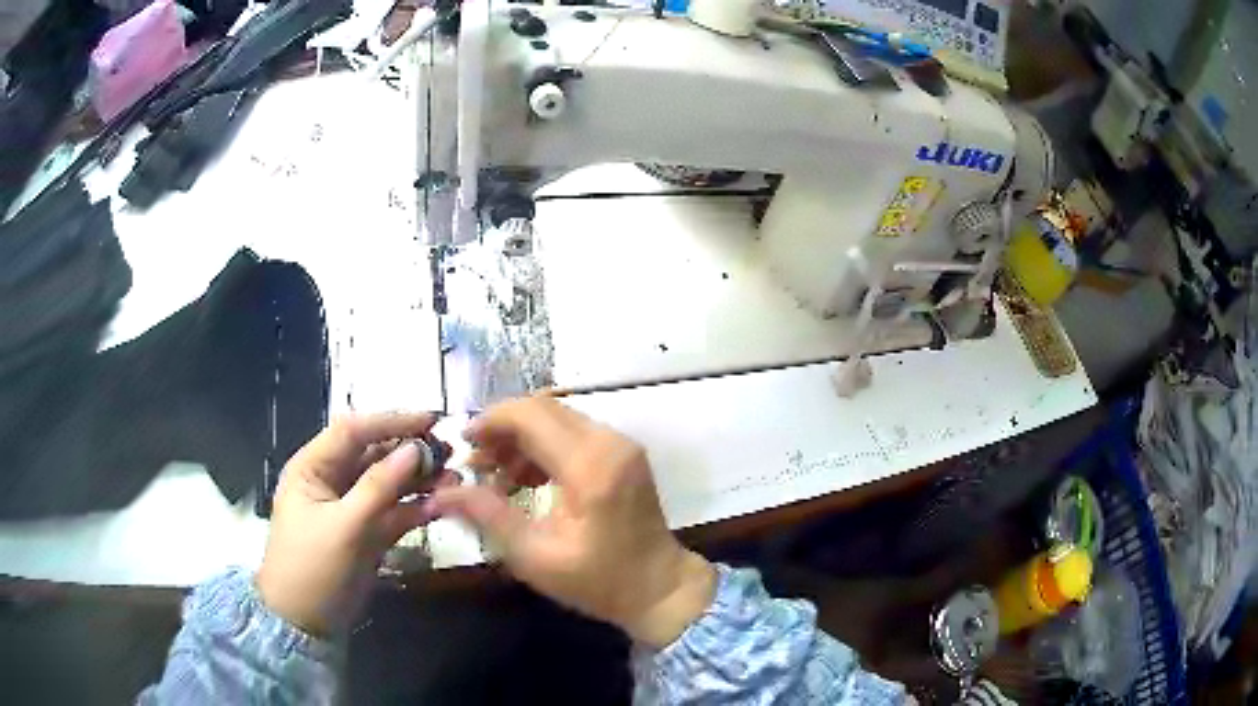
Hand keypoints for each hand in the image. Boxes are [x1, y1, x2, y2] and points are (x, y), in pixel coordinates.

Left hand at [256, 412, 442, 635]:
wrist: (305, 623)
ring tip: (454, 478)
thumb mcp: (344, 527)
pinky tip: (441, 506)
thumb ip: (379, 487)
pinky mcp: (367, 533)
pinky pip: (394, 511)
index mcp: (313, 467)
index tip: (432, 420)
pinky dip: (416, 508)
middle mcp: (332, 480)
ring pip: (388, 482)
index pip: (353, 431)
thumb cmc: (313, 568)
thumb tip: (415, 450)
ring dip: (419, 479)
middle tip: (450, 451)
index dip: (391, 422)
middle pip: (374, 454)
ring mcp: (351, 508)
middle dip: (410, 451)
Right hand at [428, 397, 715, 647]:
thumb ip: (486, 515)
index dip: (490, 421)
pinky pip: (573, 433)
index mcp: (590, 466)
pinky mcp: (623, 453)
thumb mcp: (534, 556)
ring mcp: (620, 445)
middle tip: (475, 461)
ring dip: (521, 438)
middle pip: (543, 410)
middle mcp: (609, 442)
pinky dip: (543, 447)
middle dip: (502, 428)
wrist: (659, 588)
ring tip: (494, 475)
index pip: (530, 416)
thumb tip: (438, 495)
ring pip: (557, 418)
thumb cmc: (598, 580)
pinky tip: (523, 479)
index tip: (462, 443)